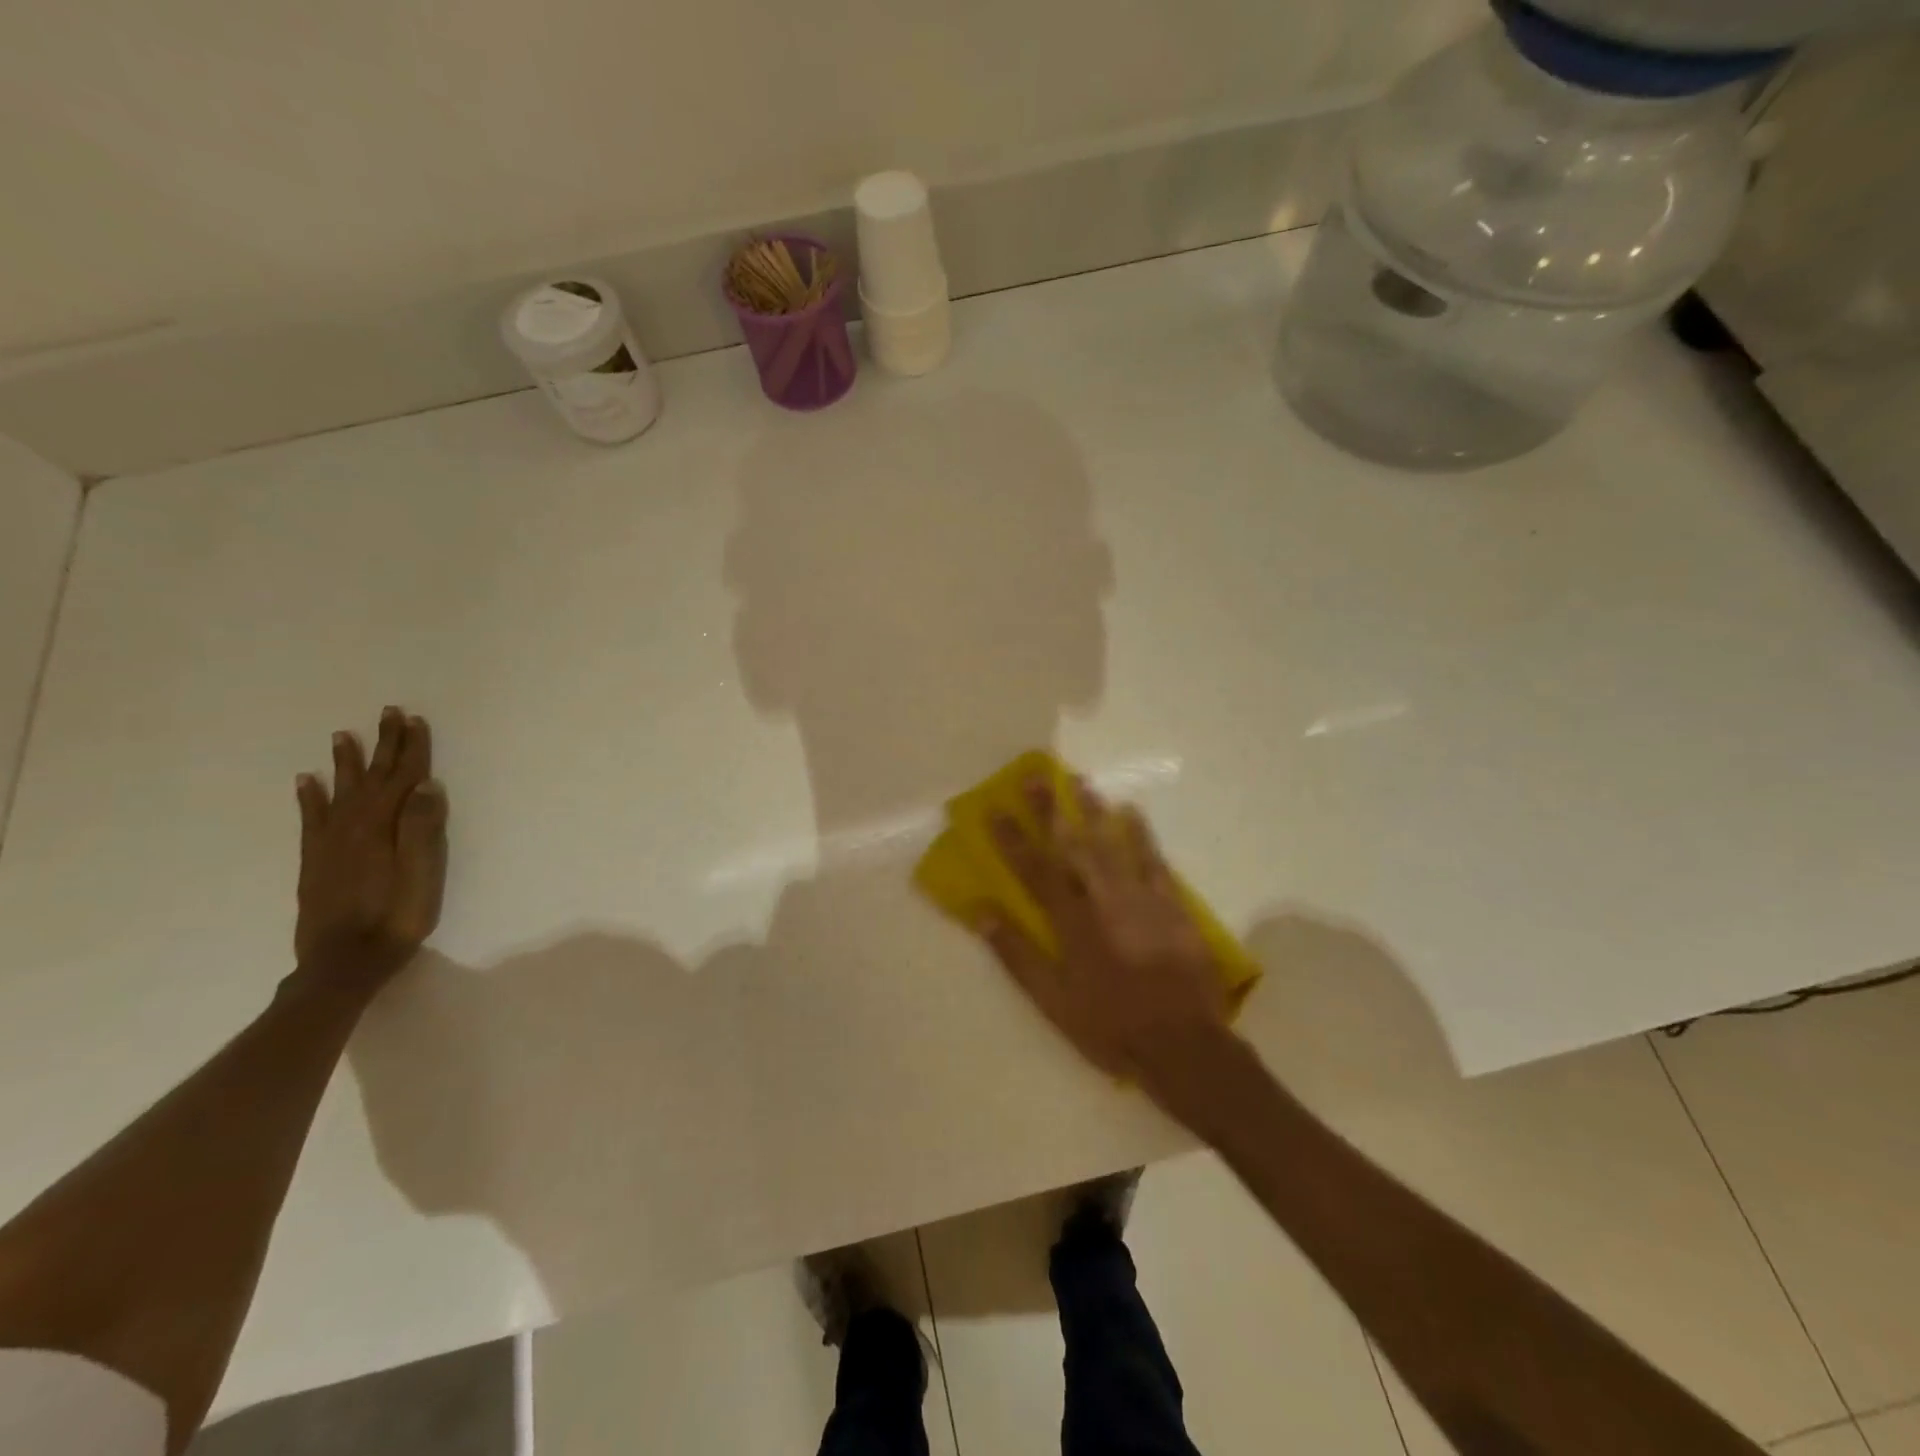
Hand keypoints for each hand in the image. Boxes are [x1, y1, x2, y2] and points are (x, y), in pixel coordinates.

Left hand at [293, 707, 448, 985]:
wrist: (343, 963)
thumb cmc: (395, 919)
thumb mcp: (422, 876)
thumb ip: (422, 830)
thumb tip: (426, 786)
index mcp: (381, 828)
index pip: (401, 779)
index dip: (410, 749)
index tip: (415, 720)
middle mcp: (351, 827)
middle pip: (371, 778)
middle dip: (383, 745)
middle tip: (388, 713)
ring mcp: (328, 843)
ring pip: (339, 791)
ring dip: (345, 762)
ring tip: (343, 735)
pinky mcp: (314, 860)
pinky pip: (310, 818)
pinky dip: (309, 796)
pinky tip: (306, 781)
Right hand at [979, 777, 1233, 1096]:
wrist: (1184, 1045)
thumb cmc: (1110, 1026)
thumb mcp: (1053, 1001)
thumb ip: (1018, 955)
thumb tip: (981, 913)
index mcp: (1071, 923)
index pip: (1034, 870)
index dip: (1012, 838)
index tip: (995, 809)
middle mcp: (1103, 900)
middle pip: (1072, 846)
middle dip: (1051, 808)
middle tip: (1036, 775)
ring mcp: (1141, 899)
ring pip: (1112, 844)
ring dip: (1093, 810)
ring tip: (1079, 780)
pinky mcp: (1172, 905)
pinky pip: (1153, 860)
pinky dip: (1141, 834)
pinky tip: (1131, 812)